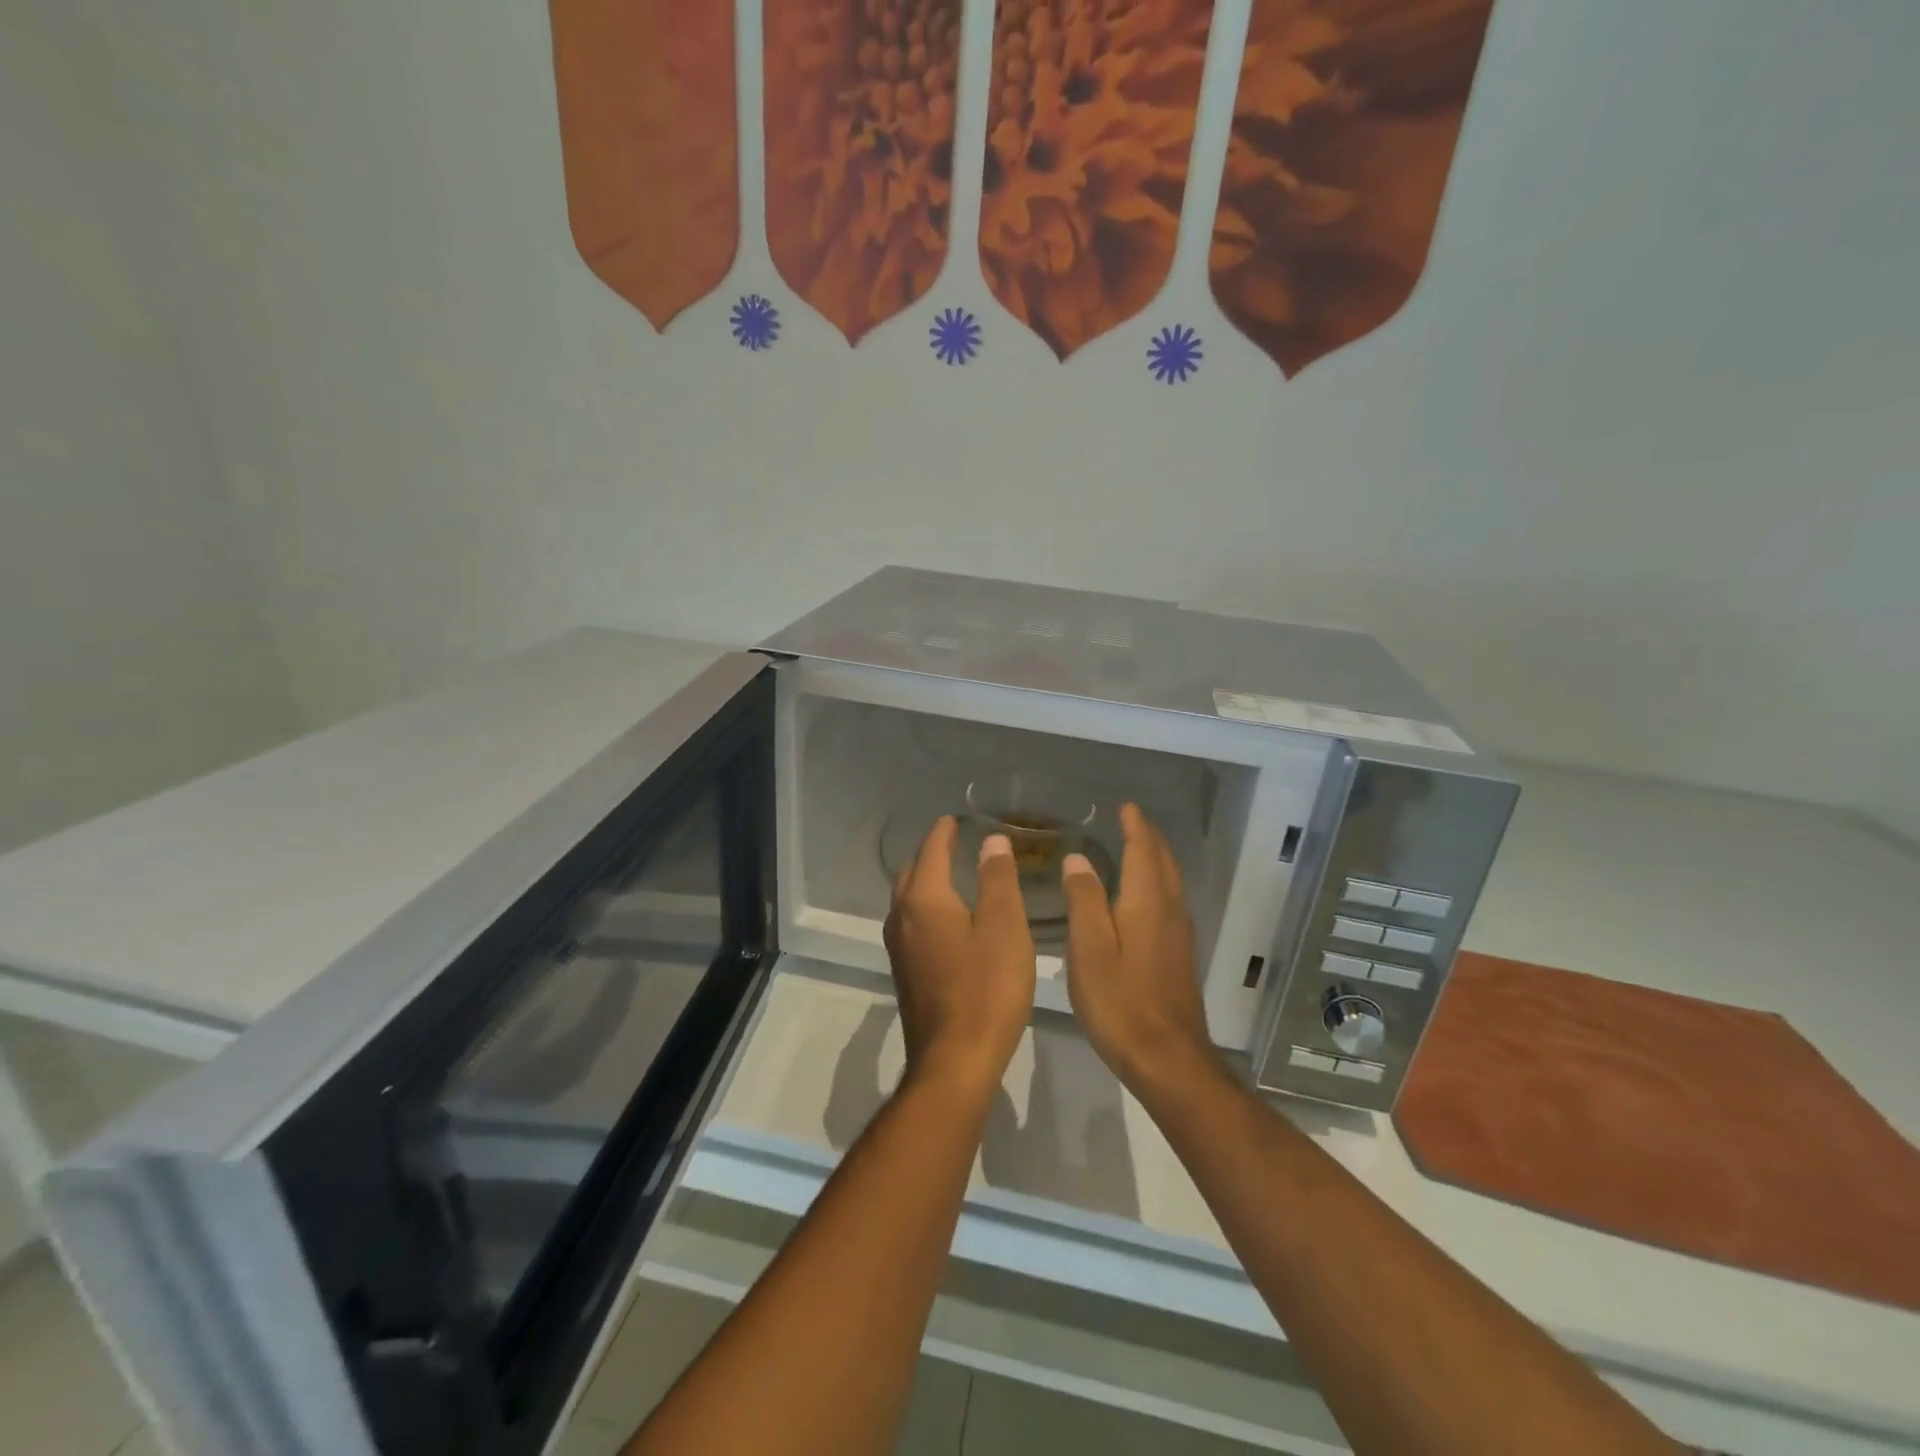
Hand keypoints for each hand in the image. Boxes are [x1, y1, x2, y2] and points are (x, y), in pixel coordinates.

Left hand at [883, 816, 1035, 1093]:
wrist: (955, 1060)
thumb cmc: (987, 988)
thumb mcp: (1004, 927)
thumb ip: (997, 879)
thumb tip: (991, 841)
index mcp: (924, 899)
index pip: (932, 850)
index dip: (945, 831)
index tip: (955, 818)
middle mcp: (902, 917)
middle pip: (912, 873)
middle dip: (931, 854)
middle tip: (956, 844)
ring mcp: (899, 948)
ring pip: (908, 900)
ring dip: (926, 881)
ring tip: (954, 876)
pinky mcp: (905, 972)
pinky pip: (912, 923)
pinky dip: (927, 908)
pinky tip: (949, 920)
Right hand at [1061, 804, 1216, 1094]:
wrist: (1168, 1059)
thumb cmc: (1120, 1001)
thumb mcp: (1089, 948)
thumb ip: (1084, 899)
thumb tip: (1078, 859)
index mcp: (1146, 902)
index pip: (1144, 850)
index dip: (1135, 826)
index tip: (1125, 806)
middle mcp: (1169, 911)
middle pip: (1163, 863)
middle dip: (1149, 838)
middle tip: (1131, 821)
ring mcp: (1178, 935)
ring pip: (1170, 883)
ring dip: (1155, 860)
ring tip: (1136, 849)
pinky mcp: (1179, 957)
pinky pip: (1169, 903)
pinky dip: (1156, 884)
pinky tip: (1141, 898)